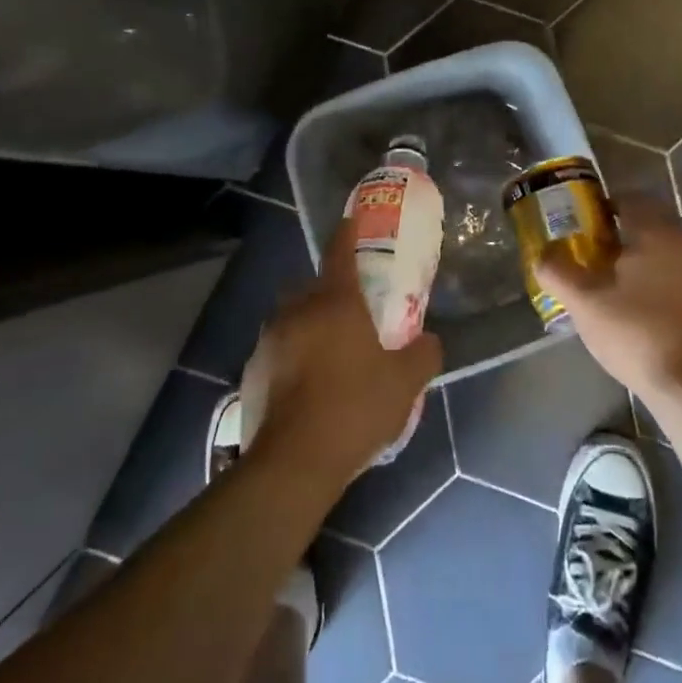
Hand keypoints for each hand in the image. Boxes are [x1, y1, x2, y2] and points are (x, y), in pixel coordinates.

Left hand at [240, 224, 442, 489]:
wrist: (294, 462)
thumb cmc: (355, 409)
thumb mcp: (405, 383)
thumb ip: (423, 355)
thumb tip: (431, 341)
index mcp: (335, 302)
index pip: (339, 252)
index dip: (347, 233)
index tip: (350, 220)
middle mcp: (297, 310)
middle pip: (311, 287)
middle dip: (326, 291)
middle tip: (348, 313)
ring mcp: (269, 340)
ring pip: (290, 319)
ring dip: (306, 326)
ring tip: (327, 355)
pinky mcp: (251, 372)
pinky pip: (275, 351)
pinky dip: (289, 358)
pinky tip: (304, 388)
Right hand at [535, 195, 681, 406]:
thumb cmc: (638, 335)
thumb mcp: (585, 304)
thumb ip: (558, 271)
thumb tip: (543, 253)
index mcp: (657, 232)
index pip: (630, 198)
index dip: (604, 208)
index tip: (585, 230)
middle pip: (653, 224)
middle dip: (625, 236)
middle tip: (598, 260)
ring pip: (672, 252)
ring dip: (648, 261)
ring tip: (622, 290)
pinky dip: (669, 285)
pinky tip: (653, 314)